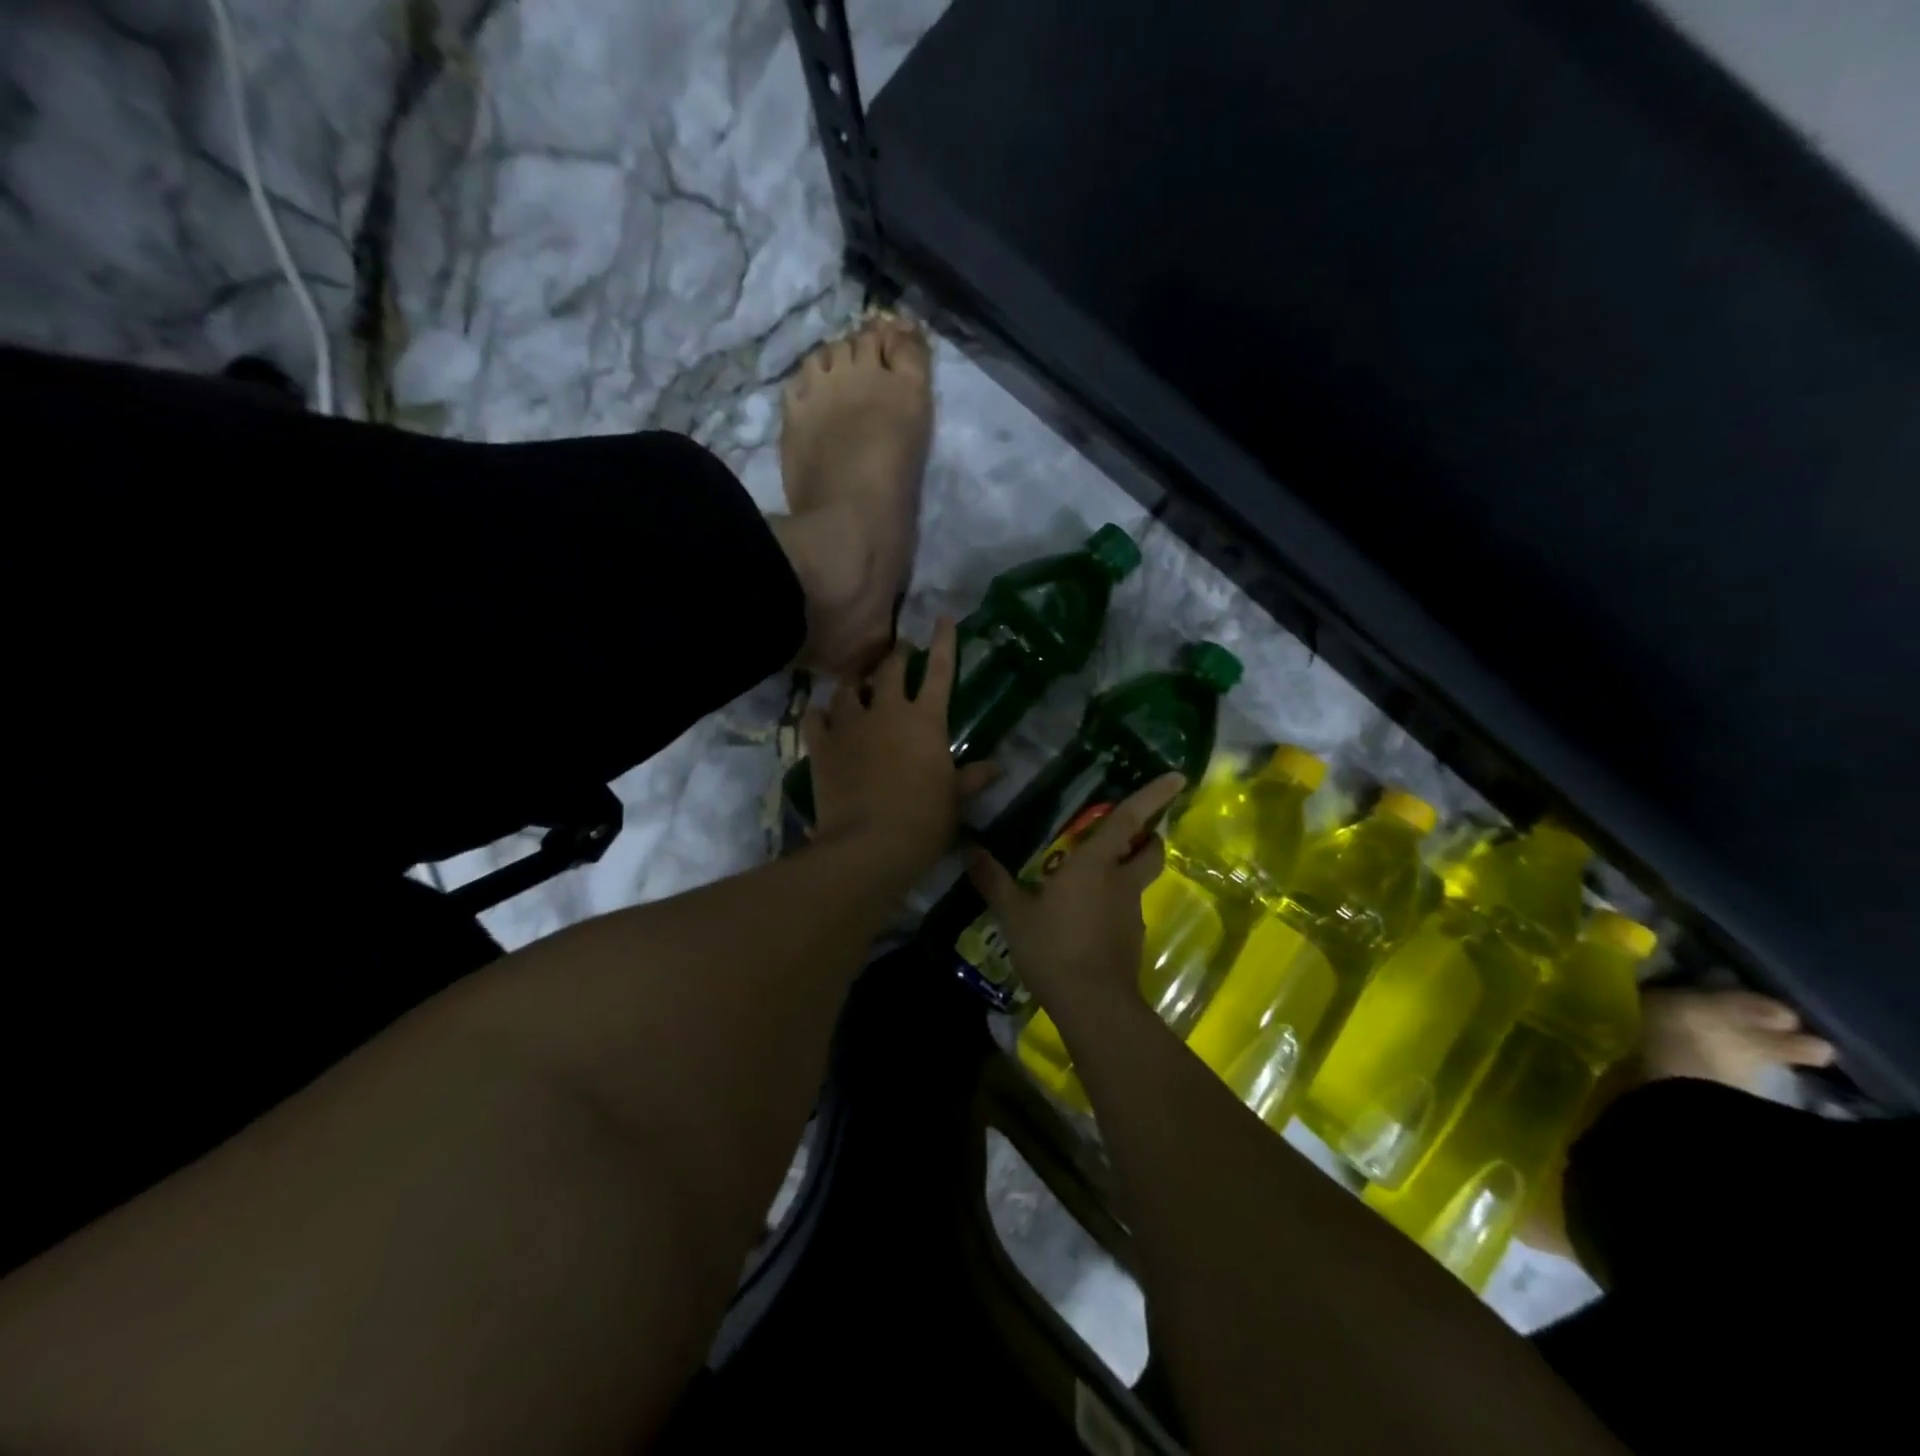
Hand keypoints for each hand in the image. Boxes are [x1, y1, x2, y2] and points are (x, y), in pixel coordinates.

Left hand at [805, 616, 999, 869]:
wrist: (870, 844)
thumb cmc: (924, 821)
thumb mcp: (955, 799)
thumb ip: (973, 778)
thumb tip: (997, 767)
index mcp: (926, 721)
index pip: (940, 671)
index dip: (944, 642)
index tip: (942, 618)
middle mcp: (887, 712)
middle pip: (890, 669)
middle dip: (897, 655)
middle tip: (899, 650)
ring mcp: (850, 725)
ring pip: (848, 688)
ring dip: (855, 683)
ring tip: (857, 683)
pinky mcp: (822, 744)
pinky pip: (814, 716)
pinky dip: (818, 713)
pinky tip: (820, 714)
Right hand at [966, 773, 1185, 1021]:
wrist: (1093, 1005)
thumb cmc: (1053, 948)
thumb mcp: (1014, 914)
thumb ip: (994, 881)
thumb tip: (969, 850)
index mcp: (1095, 864)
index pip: (1129, 820)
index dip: (1153, 796)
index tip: (1178, 777)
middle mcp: (1121, 882)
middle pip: (1150, 851)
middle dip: (1149, 837)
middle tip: (1130, 833)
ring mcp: (1131, 912)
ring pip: (1138, 881)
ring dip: (1126, 872)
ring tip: (1091, 880)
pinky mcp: (1132, 940)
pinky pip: (1126, 911)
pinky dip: (1113, 906)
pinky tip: (1086, 919)